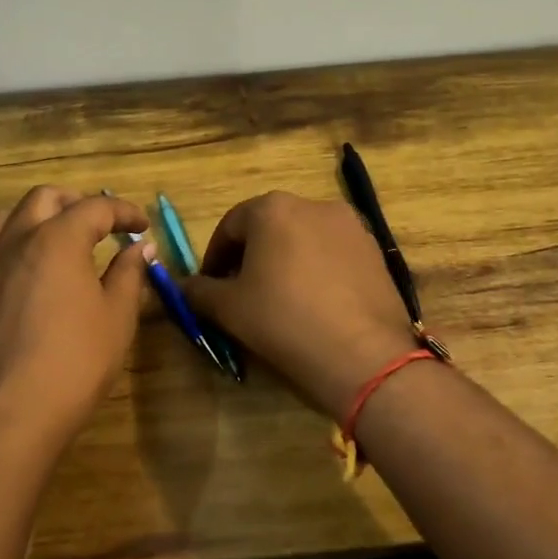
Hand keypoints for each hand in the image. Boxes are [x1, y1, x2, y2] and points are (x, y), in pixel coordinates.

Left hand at [0, 187, 151, 451]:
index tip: (142, 227)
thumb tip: (140, 248)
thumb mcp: (118, 316)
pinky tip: (16, 275)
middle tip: (99, 225)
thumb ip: (129, 273)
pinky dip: (2, 253)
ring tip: (52, 239)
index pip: (96, 208)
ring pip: (2, 219)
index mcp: (58, 239)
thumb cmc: (77, 360)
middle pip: (43, 198)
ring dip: (31, 219)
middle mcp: (17, 240)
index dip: (124, 212)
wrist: (14, 411)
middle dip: (75, 203)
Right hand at [182, 193, 420, 417]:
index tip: (210, 287)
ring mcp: (351, 226)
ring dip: (285, 261)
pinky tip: (316, 304)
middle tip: (242, 293)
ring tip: (280, 300)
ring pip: (304, 238)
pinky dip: (317, 270)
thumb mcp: (229, 308)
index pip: (230, 226)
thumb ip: (199, 291)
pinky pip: (334, 254)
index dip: (214, 257)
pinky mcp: (376, 251)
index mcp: (273, 208)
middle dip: (251, 256)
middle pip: (269, 227)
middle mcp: (314, 204)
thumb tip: (181, 286)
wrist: (362, 354)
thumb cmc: (283, 321)